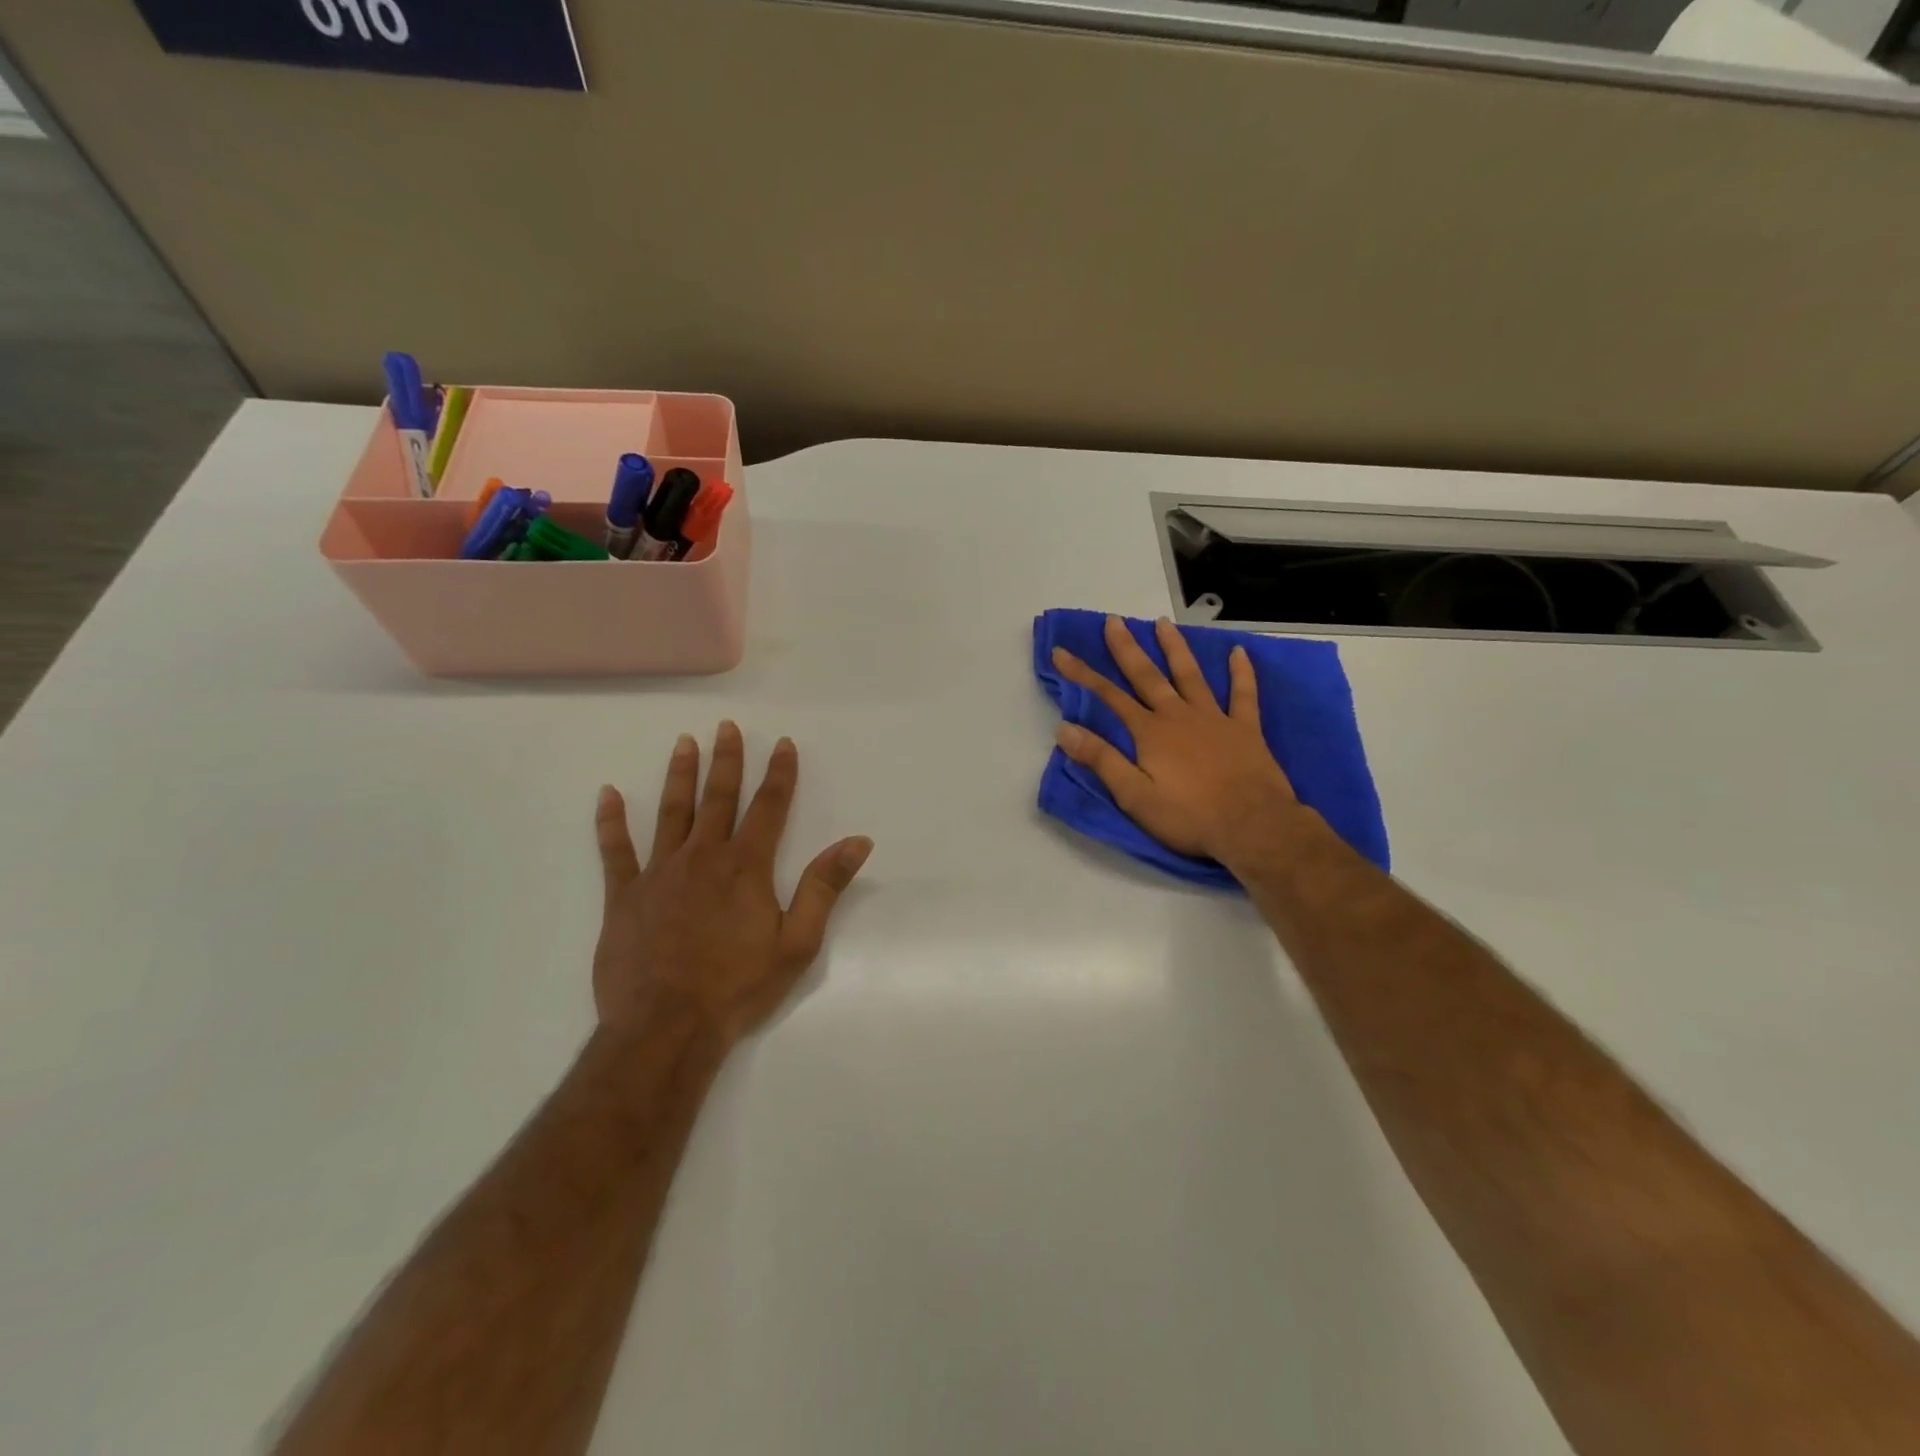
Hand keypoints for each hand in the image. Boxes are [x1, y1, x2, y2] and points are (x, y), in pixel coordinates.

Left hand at [593, 722, 872, 1046]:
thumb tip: (857, 841)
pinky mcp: (623, 896)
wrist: (666, 1028)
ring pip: (671, 812)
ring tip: (683, 743)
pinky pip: (615, 851)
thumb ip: (824, 887)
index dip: (779, 773)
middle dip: (726, 760)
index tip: (783, 744)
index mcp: (746, 867)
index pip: (769, 807)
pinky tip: (607, 795)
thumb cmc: (738, 987)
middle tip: (726, 727)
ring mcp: (659, 873)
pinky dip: (610, 822)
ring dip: (679, 776)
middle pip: (718, 798)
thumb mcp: (797, 942)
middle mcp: (703, 857)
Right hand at [1051, 615, 1307, 869]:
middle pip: (1147, 676)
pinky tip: (1240, 652)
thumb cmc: (1189, 817)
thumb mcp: (1135, 796)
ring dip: (1175, 648)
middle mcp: (1178, 715)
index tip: (1061, 652)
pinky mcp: (1245, 728)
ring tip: (1163, 623)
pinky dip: (1242, 672)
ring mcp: (1215, 718)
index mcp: (1149, 733)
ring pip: (1191, 674)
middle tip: (1114, 620)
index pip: (1108, 697)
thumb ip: (1101, 760)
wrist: (1252, 826)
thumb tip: (1065, 729)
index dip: (1082, 674)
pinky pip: (1244, 693)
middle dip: (1127, 648)